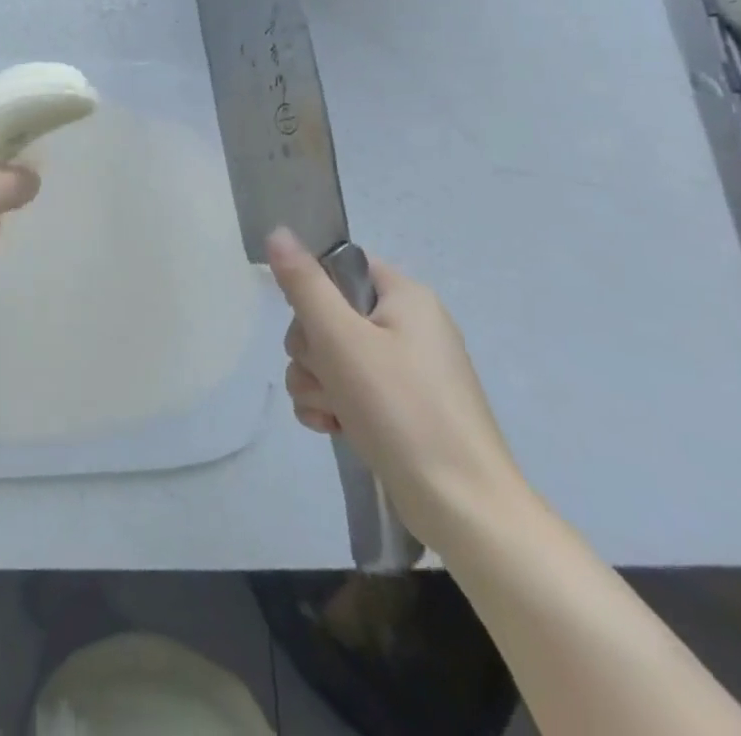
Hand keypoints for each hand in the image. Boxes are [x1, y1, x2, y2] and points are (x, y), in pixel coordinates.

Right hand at [268, 229, 530, 554]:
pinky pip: (347, 390)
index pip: (341, 268)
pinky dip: (333, 406)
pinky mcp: (401, 409)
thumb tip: (278, 231)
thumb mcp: (340, 337)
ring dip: (316, 383)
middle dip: (311, 350)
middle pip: (328, 315)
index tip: (311, 324)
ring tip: (331, 412)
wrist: (462, 508)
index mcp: (406, 297)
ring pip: (331, 357)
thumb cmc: (400, 407)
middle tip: (325, 375)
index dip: (314, 291)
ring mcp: (406, 371)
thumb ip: (304, 283)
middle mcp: (409, 326)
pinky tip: (332, 428)